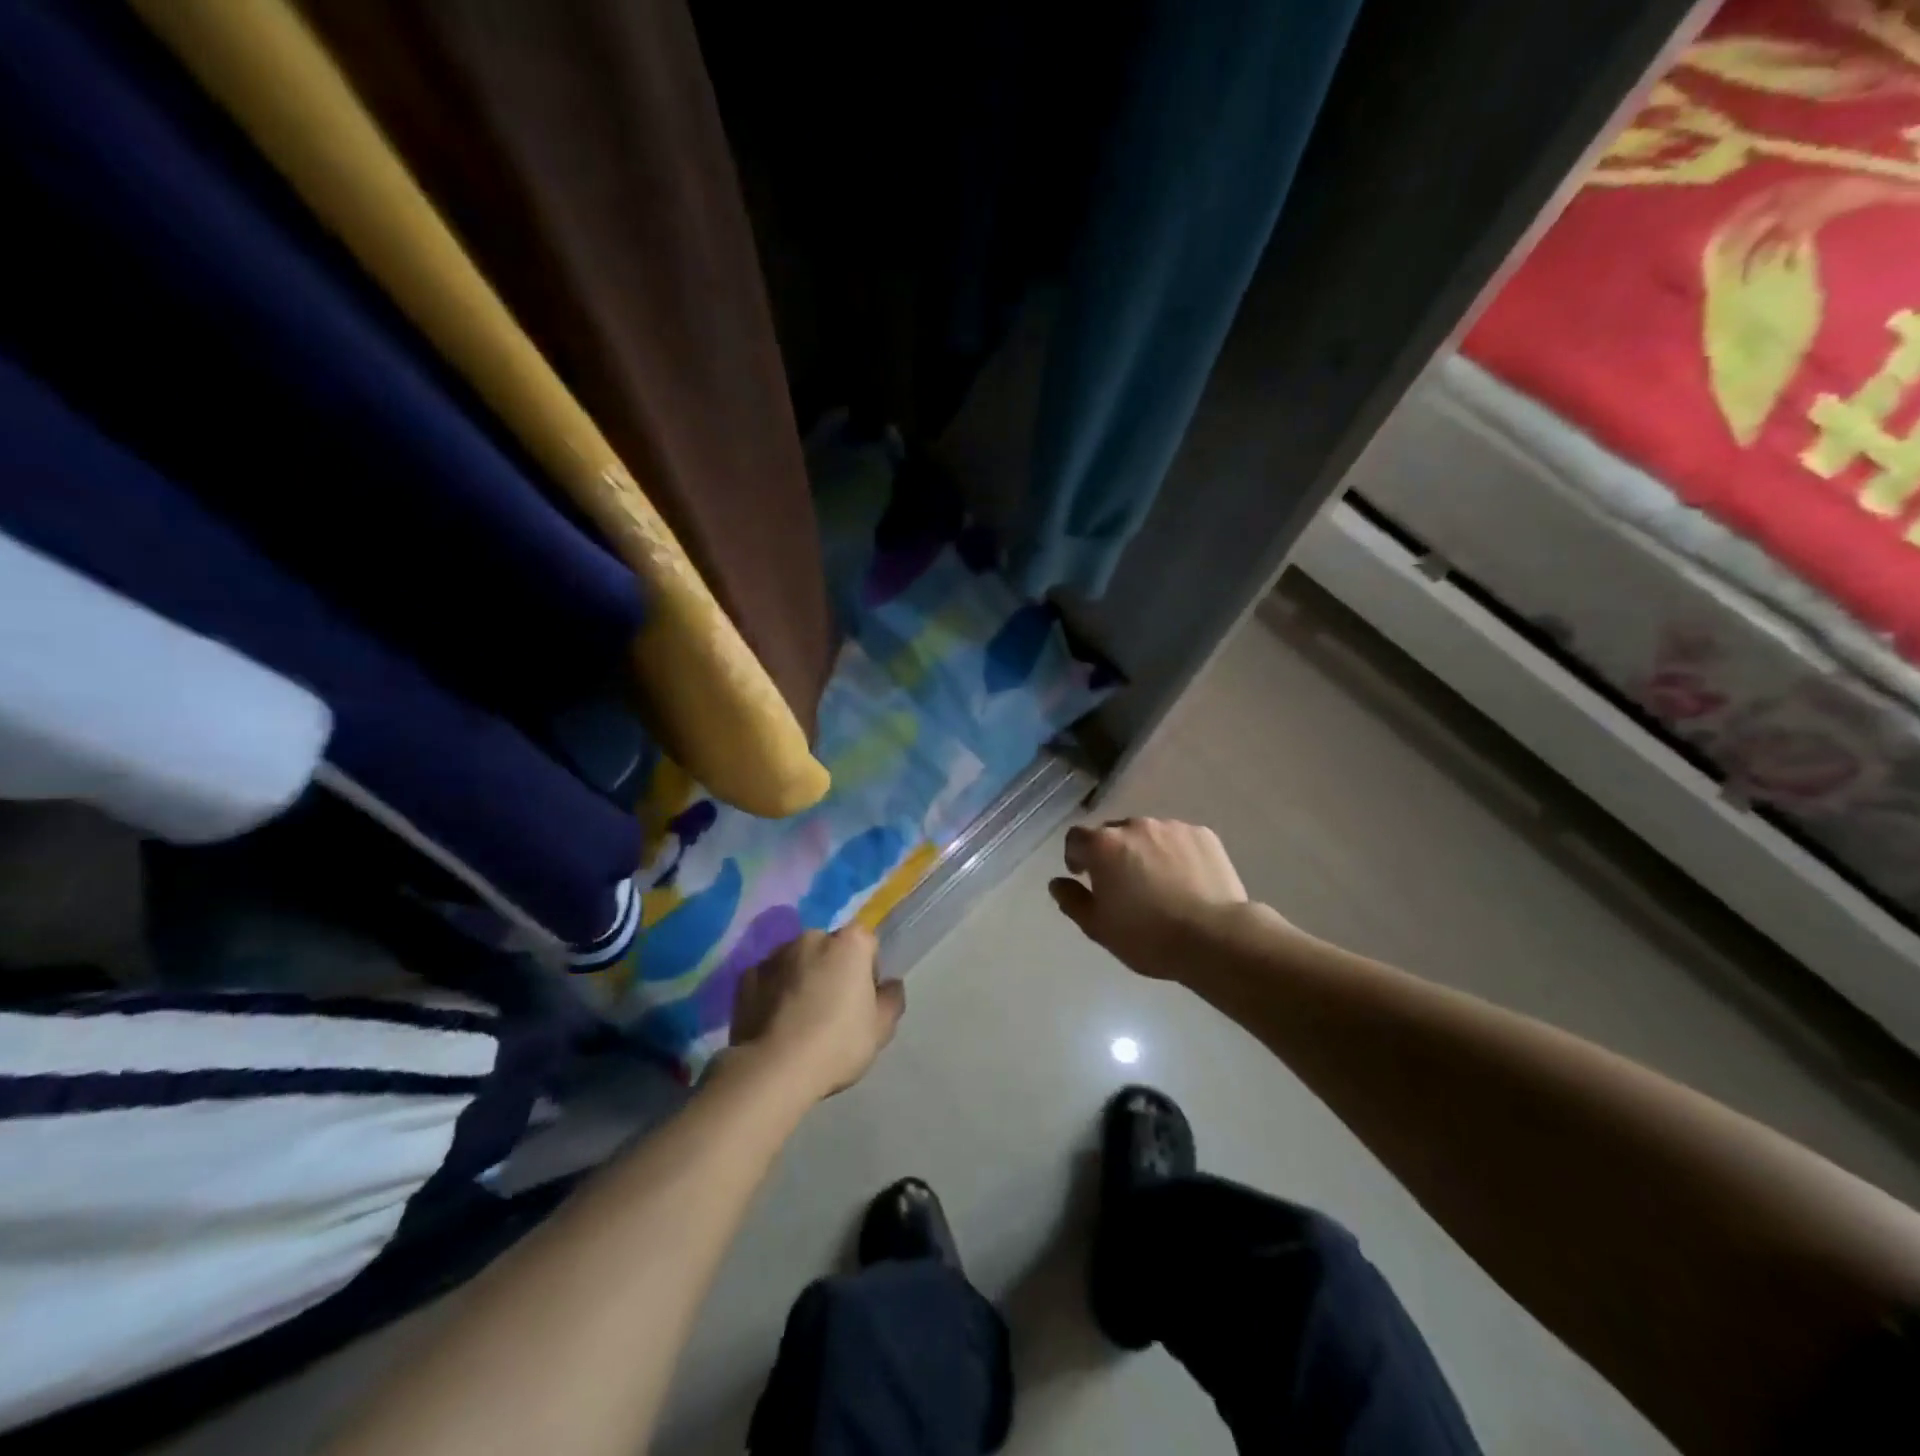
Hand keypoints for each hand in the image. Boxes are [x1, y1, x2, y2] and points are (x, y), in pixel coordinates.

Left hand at [728, 927, 903, 1099]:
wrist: (774, 1069)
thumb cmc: (838, 1044)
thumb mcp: (881, 1029)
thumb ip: (891, 1000)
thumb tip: (889, 985)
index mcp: (850, 943)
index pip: (867, 943)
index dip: (868, 970)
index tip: (863, 999)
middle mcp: (812, 938)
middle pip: (830, 949)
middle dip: (832, 970)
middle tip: (831, 1010)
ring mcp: (775, 955)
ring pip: (796, 961)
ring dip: (801, 978)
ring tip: (799, 1019)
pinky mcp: (746, 976)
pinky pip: (768, 979)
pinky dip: (773, 992)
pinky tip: (775, 1022)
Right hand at [1049, 818, 1251, 980]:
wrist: (1215, 938)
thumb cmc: (1148, 936)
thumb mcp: (1098, 927)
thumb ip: (1072, 900)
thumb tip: (1057, 883)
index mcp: (1104, 845)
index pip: (1076, 838)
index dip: (1076, 856)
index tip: (1084, 877)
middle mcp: (1135, 825)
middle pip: (1113, 833)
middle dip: (1112, 854)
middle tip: (1123, 885)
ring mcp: (1172, 827)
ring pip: (1148, 835)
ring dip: (1144, 852)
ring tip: (1159, 883)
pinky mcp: (1203, 835)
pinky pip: (1179, 840)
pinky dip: (1175, 854)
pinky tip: (1186, 881)